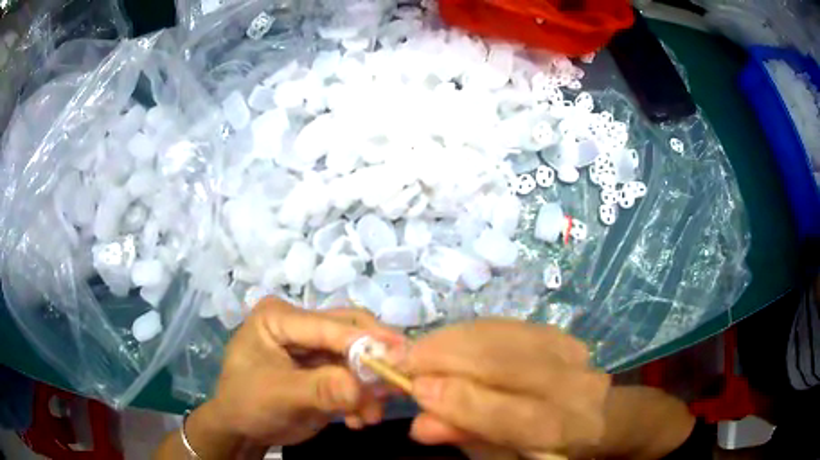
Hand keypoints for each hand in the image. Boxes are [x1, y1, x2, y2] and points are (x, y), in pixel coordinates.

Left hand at [207, 298, 403, 446]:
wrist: (243, 430)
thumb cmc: (247, 403)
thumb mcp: (278, 395)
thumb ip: (319, 389)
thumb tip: (360, 387)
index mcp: (280, 317)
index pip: (327, 324)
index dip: (363, 340)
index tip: (399, 355)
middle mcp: (300, 326)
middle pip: (349, 333)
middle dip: (372, 362)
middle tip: (397, 381)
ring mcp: (314, 349)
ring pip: (357, 358)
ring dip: (370, 387)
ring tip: (372, 414)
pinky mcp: (325, 370)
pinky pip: (355, 378)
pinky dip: (363, 398)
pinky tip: (359, 419)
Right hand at [397, 320, 610, 457]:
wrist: (586, 416)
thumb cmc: (536, 445)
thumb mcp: (499, 454)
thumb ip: (466, 436)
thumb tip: (421, 422)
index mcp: (568, 430)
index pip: (519, 416)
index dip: (465, 401)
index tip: (417, 389)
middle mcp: (578, 386)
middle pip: (511, 364)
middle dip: (449, 358)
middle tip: (402, 359)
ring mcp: (573, 353)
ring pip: (507, 336)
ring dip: (453, 340)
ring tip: (417, 349)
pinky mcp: (559, 333)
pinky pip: (507, 324)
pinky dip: (468, 331)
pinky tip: (445, 340)